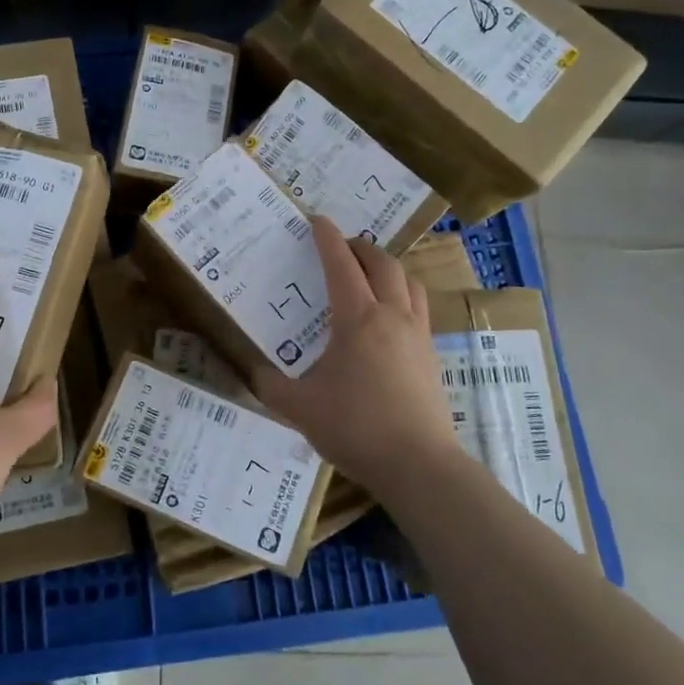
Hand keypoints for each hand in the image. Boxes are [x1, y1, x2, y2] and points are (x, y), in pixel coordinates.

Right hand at [251, 219, 456, 503]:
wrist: (418, 465)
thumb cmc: (355, 428)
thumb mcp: (299, 408)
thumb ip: (269, 385)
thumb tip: (252, 370)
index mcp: (358, 319)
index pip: (341, 265)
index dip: (327, 238)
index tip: (316, 219)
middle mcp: (392, 317)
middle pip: (383, 264)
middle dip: (361, 247)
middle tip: (341, 246)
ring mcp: (418, 336)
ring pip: (409, 282)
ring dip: (388, 268)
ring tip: (370, 274)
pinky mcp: (432, 356)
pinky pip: (419, 308)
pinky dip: (402, 295)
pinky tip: (389, 317)